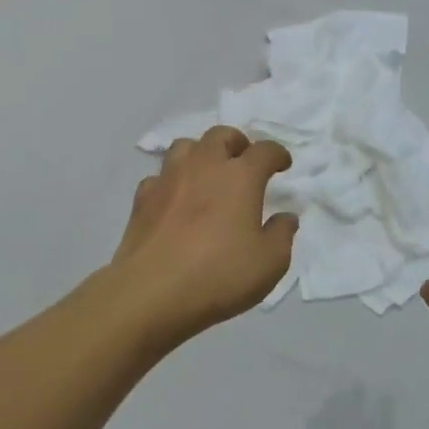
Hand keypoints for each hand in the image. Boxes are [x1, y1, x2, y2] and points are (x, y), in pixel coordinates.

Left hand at [102, 126, 297, 342]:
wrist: (150, 293)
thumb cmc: (218, 275)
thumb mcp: (269, 263)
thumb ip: (282, 235)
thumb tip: (285, 217)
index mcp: (240, 176)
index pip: (265, 150)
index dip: (277, 154)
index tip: (283, 165)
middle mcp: (204, 166)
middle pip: (221, 136)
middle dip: (237, 143)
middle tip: (243, 162)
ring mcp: (169, 179)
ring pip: (185, 146)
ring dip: (201, 153)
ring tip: (208, 173)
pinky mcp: (142, 199)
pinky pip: (159, 176)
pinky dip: (172, 181)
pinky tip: (175, 199)